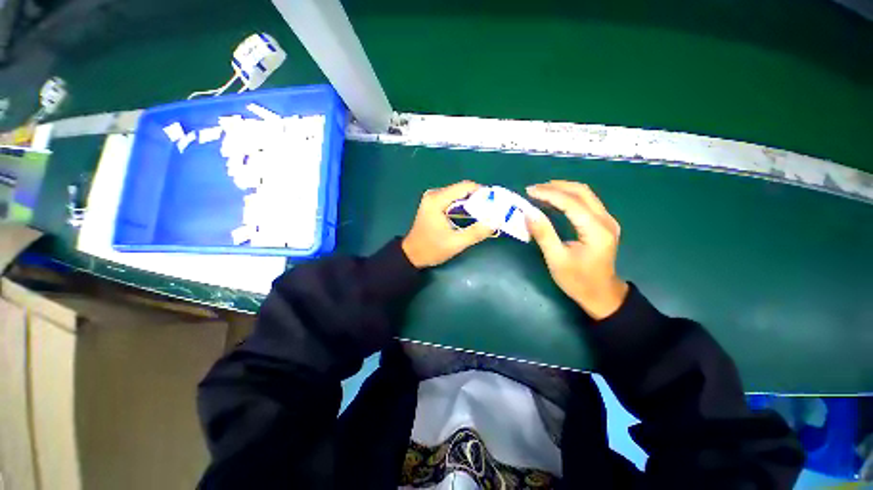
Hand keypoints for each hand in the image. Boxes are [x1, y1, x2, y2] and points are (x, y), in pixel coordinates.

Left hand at [402, 181, 494, 268]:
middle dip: (478, 198)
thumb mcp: (455, 243)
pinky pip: (452, 199)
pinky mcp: (433, 203)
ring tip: (483, 213)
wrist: (412, 255)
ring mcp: (432, 198)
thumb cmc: (431, 249)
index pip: (464, 187)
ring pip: (458, 194)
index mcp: (437, 200)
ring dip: (471, 202)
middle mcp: (434, 194)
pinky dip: (463, 205)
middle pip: (461, 189)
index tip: (494, 203)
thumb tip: (495, 221)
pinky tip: (470, 215)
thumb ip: (476, 232)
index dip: (482, 192)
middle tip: (491, 210)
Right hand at [525, 181, 628, 319]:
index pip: (571, 203)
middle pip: (582, 192)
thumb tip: (528, 213)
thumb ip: (544, 234)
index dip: (549, 194)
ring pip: (585, 194)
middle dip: (556, 187)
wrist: (602, 294)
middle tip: (533, 189)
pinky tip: (554, 200)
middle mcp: (606, 220)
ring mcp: (607, 220)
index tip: (529, 191)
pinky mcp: (603, 223)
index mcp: (596, 231)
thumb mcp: (556, 260)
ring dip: (562, 189)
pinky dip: (568, 197)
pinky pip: (586, 202)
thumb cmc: (577, 281)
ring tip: (540, 191)